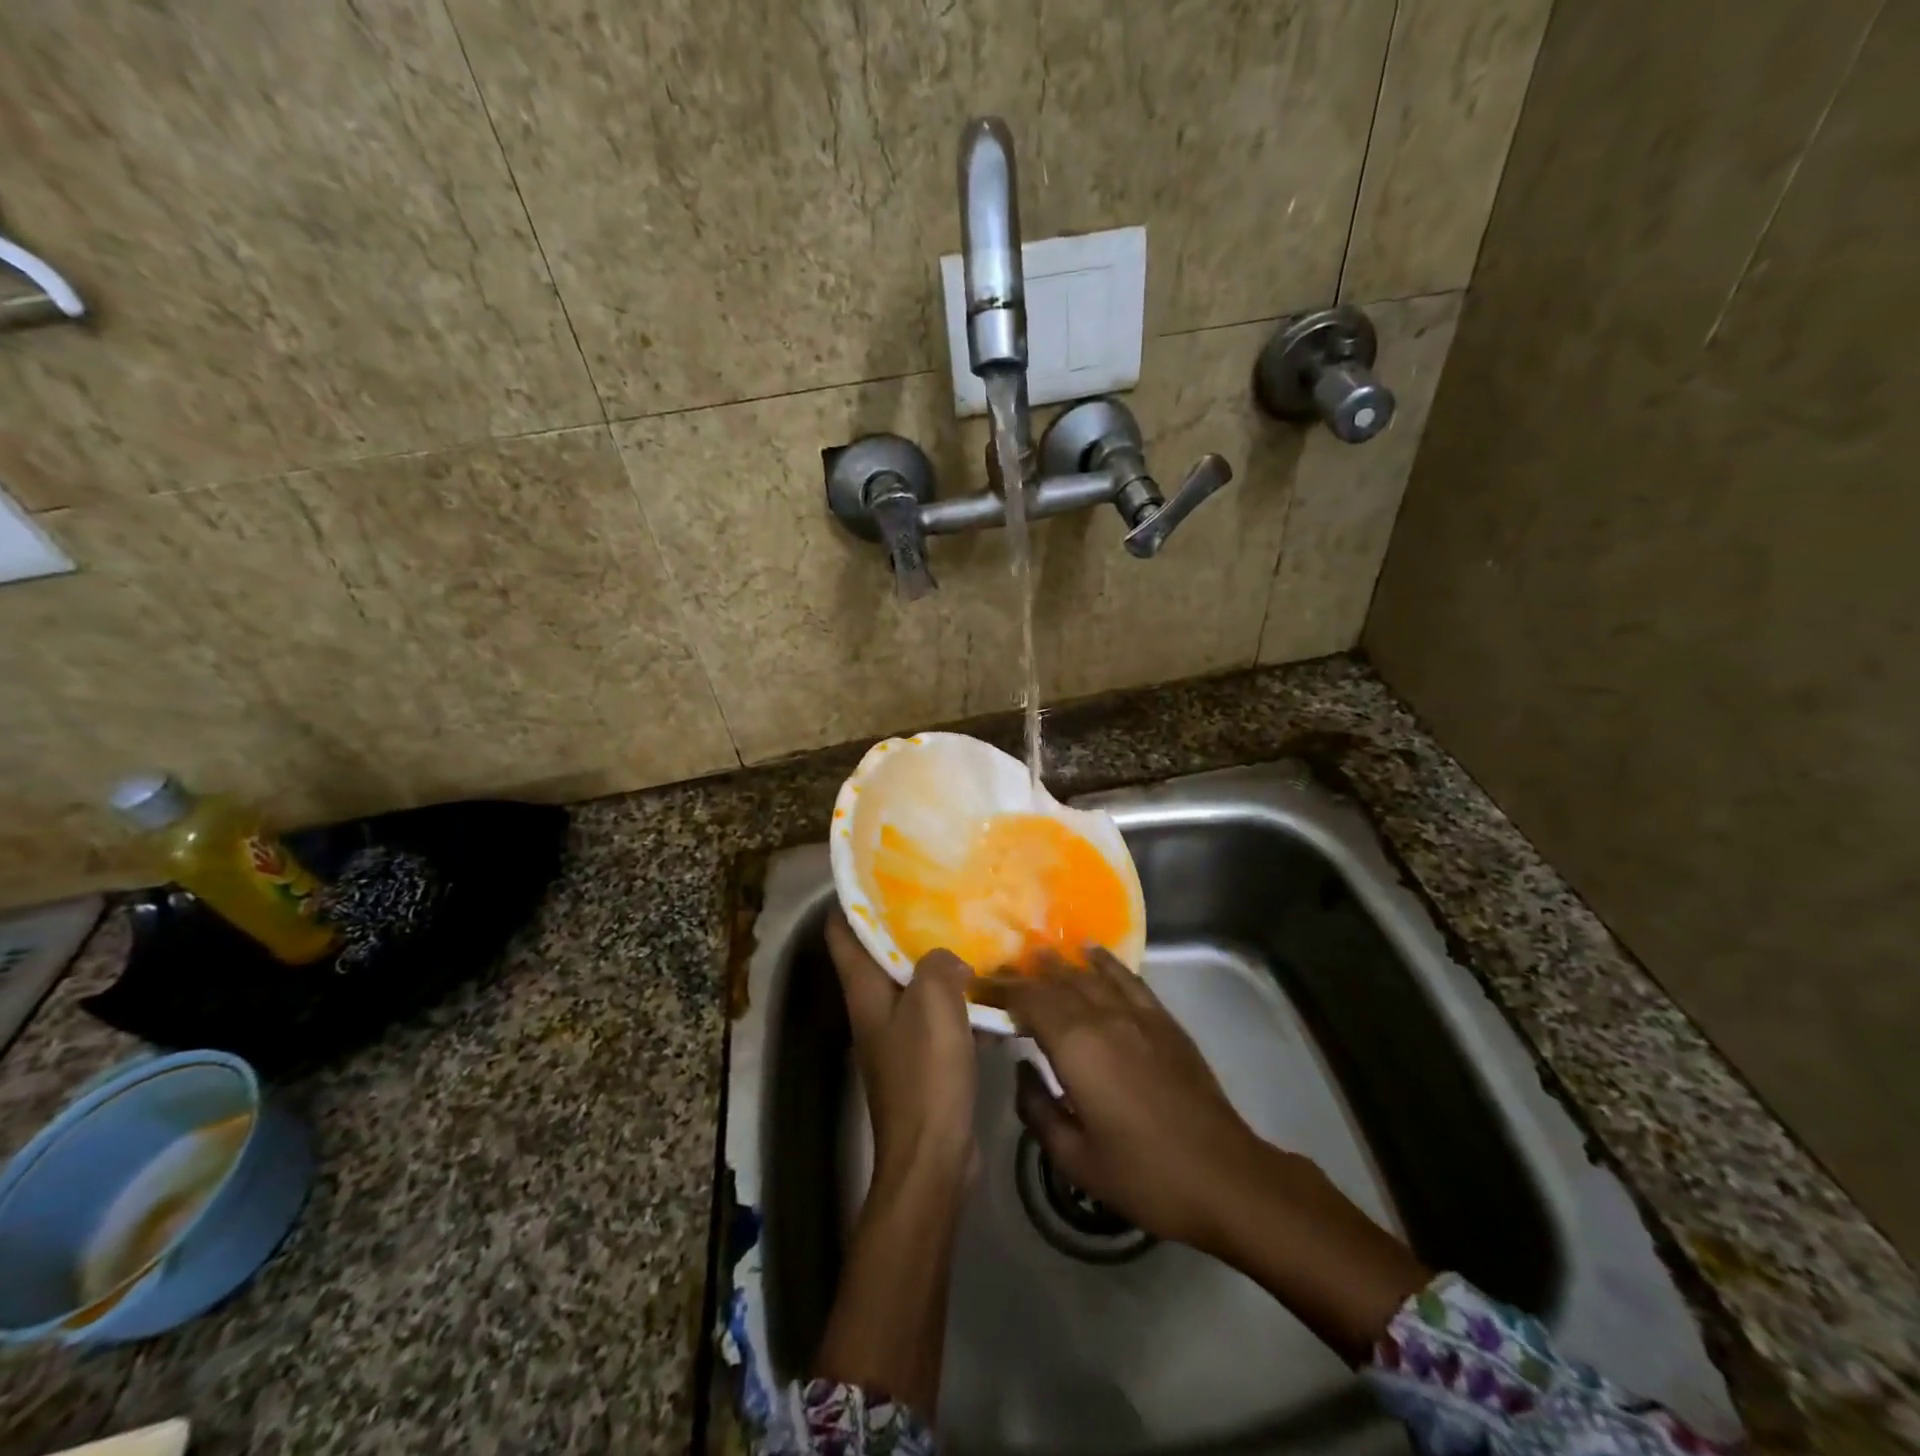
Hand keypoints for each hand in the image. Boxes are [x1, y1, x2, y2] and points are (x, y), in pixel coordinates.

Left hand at [825, 907, 977, 1190]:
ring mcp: (895, 1034)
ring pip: (910, 982)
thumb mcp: (933, 1002)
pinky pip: (934, 1012)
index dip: (851, 898)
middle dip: (902, 922)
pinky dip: (953, 995)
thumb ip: (939, 964)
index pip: (840, 931)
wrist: (933, 1155)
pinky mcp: (920, 1058)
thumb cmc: (925, 1072)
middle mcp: (872, 1007)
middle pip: (877, 953)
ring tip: (967, 929)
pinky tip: (985, 985)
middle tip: (937, 893)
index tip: (879, 870)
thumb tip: (949, 959)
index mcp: (863, 989)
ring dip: (933, 959)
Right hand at [976, 947, 1259, 1248]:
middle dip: (1026, 974)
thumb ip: (1037, 1109)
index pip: (1030, 1001)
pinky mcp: (1164, 1021)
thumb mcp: (1074, 1158)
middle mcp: (1104, 1017)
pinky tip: (1092, 954)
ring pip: (1090, 976)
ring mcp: (1138, 1015)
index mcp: (1076, 1047)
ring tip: (1038, 955)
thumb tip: (1023, 1070)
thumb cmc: (1143, 1174)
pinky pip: (1128, 979)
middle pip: (1058, 983)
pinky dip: (1106, 963)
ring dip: (1062, 964)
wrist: (1224, 1176)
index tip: (984, 989)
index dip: (1004, 990)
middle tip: (1002, 972)